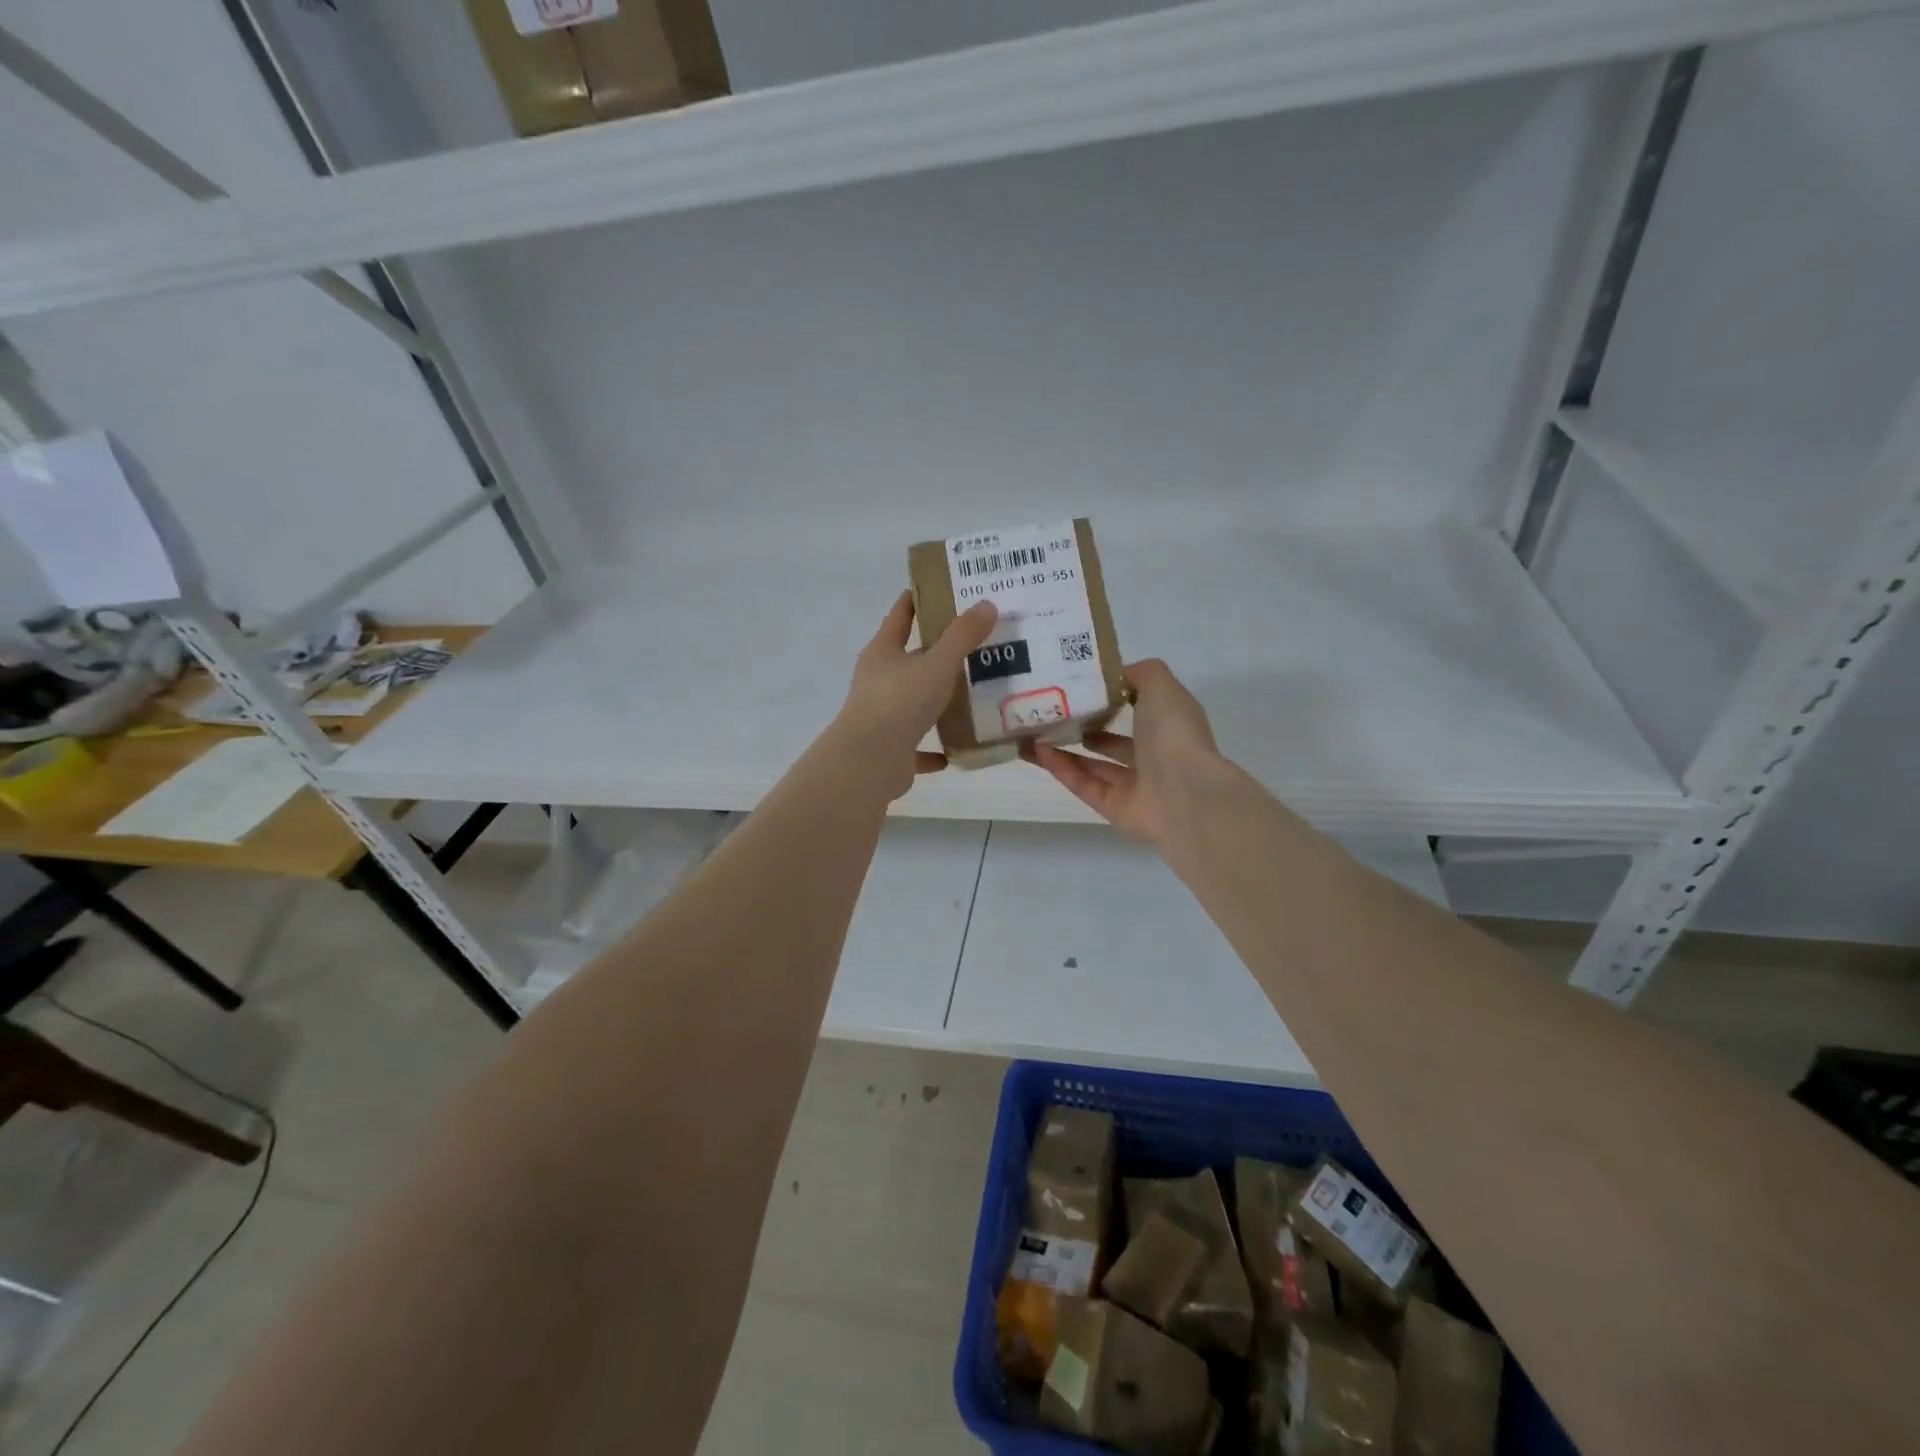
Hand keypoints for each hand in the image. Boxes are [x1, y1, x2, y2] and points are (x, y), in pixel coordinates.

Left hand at [833, 591, 997, 798]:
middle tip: (973, 642)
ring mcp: (881, 716)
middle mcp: (877, 680)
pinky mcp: (890, 749)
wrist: (870, 762)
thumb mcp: (937, 664)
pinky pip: (917, 745)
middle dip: (936, 652)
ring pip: (913, 701)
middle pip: (908, 659)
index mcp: (883, 652)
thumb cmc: (899, 702)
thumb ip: (962, 636)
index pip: (900, 615)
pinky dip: (934, 747)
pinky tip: (957, 747)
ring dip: (936, 699)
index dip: (917, 600)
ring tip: (971, 694)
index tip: (940, 589)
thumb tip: (986, 604)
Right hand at [1027, 659, 1220, 845]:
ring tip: (1034, 730)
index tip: (1078, 684)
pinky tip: (1037, 751)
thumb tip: (1113, 676)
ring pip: (1093, 765)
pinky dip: (1062, 768)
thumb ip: (1138, 674)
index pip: (1139, 707)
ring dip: (1063, 748)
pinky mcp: (1114, 809)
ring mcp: (1135, 786)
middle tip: (1050, 710)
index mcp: (1169, 725)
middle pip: (1113, 741)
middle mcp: (1154, 755)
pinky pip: (1084, 785)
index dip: (1110, 696)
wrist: (1184, 794)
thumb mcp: (1160, 686)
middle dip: (1083, 726)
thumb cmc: (1173, 734)